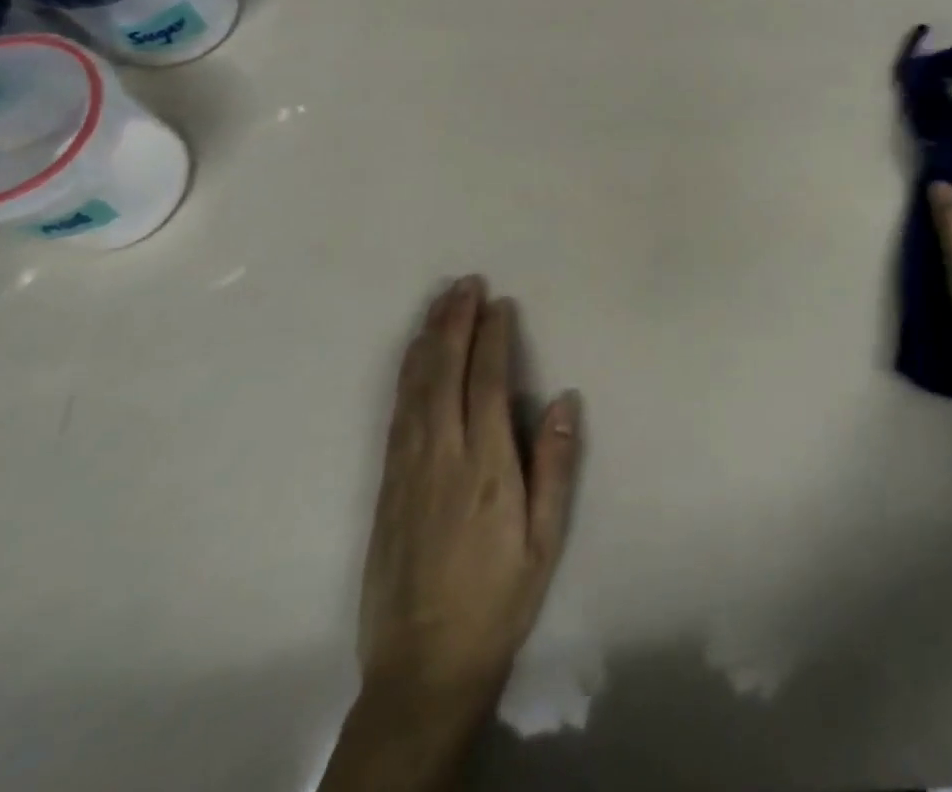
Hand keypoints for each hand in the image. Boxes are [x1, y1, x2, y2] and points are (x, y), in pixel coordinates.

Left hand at [360, 276, 581, 711]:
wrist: (422, 668)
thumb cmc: (497, 600)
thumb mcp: (545, 540)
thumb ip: (556, 465)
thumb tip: (565, 398)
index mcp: (487, 467)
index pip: (489, 383)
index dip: (493, 338)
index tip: (500, 304)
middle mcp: (442, 455)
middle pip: (446, 372)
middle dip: (455, 321)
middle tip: (466, 282)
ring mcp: (408, 467)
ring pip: (416, 386)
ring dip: (428, 337)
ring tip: (440, 300)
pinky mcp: (387, 483)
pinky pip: (397, 412)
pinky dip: (406, 373)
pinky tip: (412, 354)